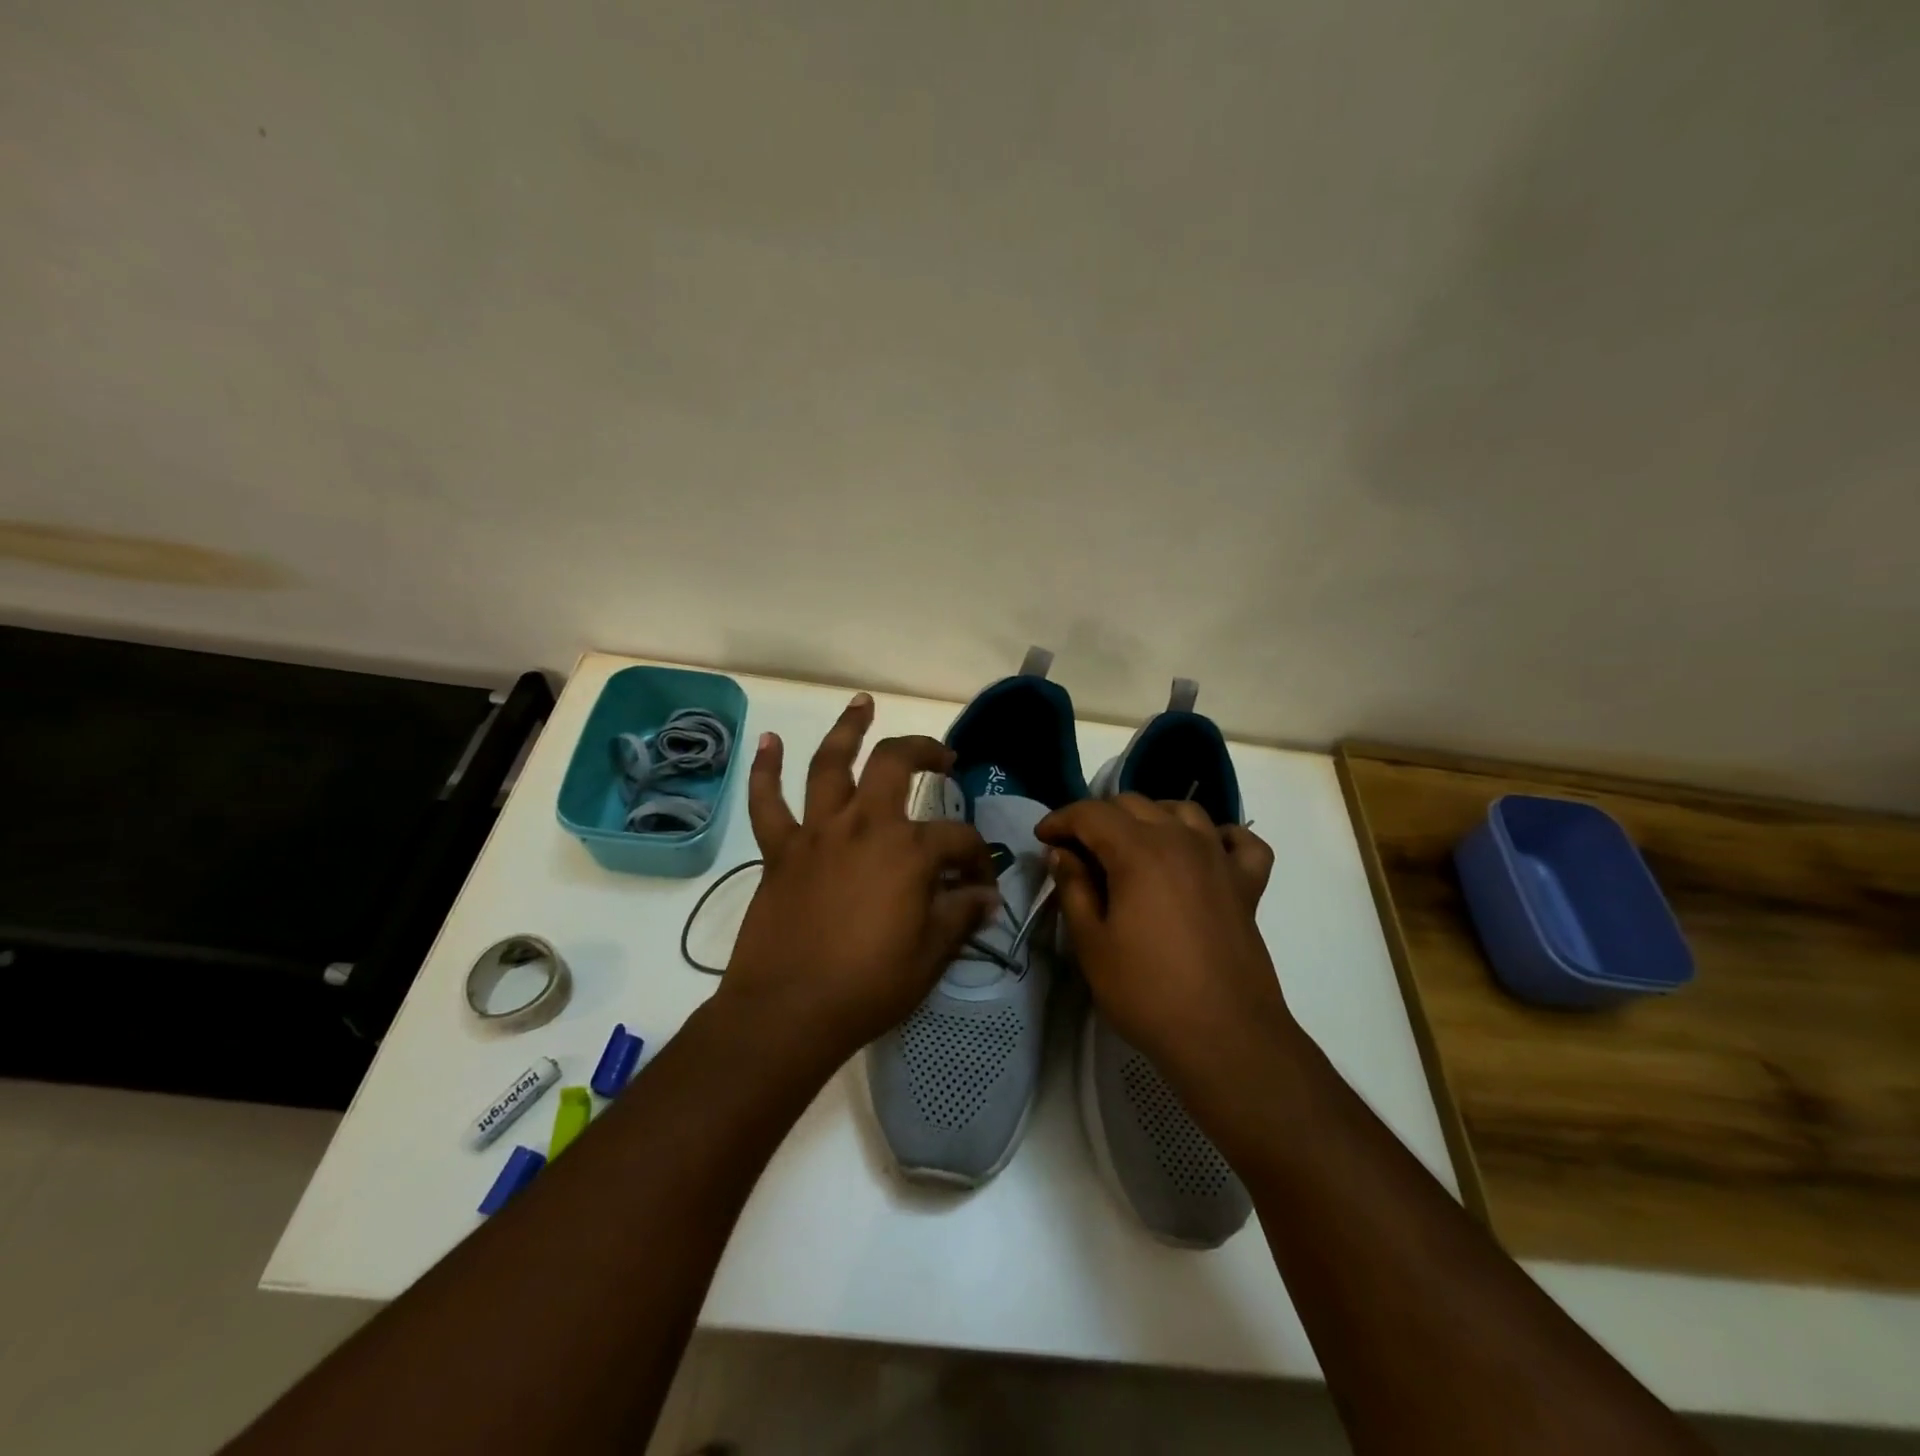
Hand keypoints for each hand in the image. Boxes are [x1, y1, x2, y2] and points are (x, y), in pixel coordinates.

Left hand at [720, 694, 999, 1062]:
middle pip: (896, 764)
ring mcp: (817, 832)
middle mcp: (865, 825)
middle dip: (925, 751)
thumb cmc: (868, 986)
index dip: (978, 858)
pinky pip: (767, 801)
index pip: (959, 840)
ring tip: (862, 703)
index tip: (981, 884)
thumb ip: (960, 915)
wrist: (788, 1012)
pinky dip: (764, 769)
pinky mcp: (780, 850)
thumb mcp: (931, 955)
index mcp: (909, 851)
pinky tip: (767, 740)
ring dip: (848, 729)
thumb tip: (985, 896)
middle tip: (943, 757)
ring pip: (831, 764)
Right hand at [1035, 795, 1286, 1089]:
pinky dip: (1219, 837)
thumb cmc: (1146, 992)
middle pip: (1134, 804)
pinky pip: (1240, 842)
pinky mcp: (1248, 885)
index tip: (1042, 839)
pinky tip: (1205, 853)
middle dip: (1098, 817)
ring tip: (1133, 846)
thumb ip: (1073, 888)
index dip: (1061, 820)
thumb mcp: (1091, 943)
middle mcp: (1181, 840)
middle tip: (1077, 850)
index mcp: (1138, 851)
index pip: (1092, 814)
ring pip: (1183, 811)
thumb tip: (1062, 853)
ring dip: (1151, 817)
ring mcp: (1220, 859)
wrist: (1224, 1037)